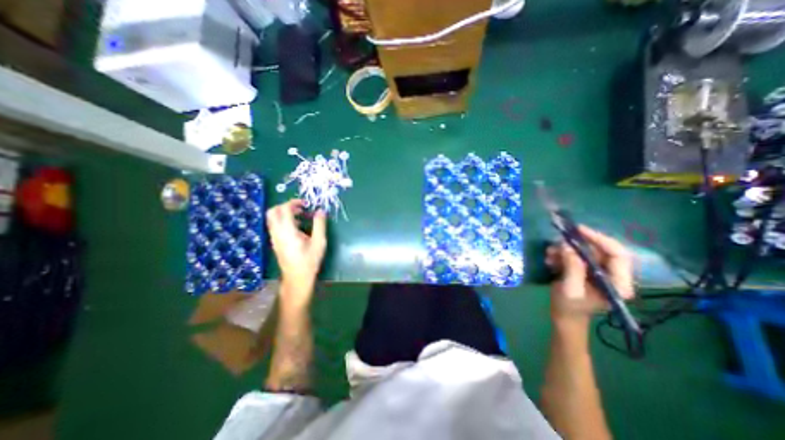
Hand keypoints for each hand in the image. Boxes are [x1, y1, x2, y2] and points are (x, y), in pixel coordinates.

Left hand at [264, 202, 325, 292]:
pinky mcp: (275, 242)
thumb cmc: (309, 261)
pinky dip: (284, 221)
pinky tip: (298, 227)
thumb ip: (319, 225)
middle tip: (301, 208)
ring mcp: (274, 238)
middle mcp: (277, 232)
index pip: (284, 209)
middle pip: (272, 211)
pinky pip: (275, 225)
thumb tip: (321, 210)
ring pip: (273, 218)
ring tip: (302, 217)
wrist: (297, 278)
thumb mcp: (319, 242)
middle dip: (286, 206)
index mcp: (287, 231)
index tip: (306, 204)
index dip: (294, 202)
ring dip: (285, 213)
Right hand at [547, 227, 633, 323]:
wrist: (564, 317)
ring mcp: (599, 272)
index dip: (600, 239)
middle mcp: (613, 275)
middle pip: (600, 250)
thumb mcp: (570, 289)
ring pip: (586, 252)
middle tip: (559, 240)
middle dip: (578, 244)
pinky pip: (576, 256)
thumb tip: (567, 246)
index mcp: (618, 283)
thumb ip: (572, 268)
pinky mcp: (587, 270)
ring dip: (566, 250)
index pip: (618, 254)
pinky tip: (550, 259)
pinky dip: (562, 254)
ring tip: (549, 254)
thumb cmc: (569, 307)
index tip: (579, 230)